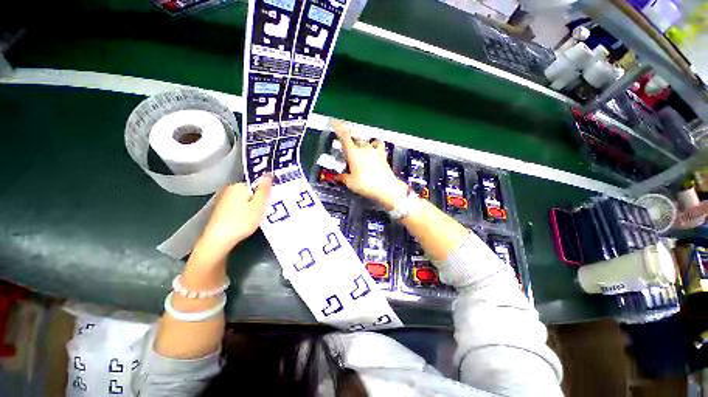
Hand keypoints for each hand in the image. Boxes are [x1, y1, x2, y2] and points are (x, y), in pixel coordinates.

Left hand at [195, 175, 272, 259]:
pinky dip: (244, 211)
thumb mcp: (259, 205)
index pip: (258, 184)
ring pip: (245, 199)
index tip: (270, 203)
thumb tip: (268, 174)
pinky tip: (246, 221)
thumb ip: (264, 189)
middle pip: (251, 191)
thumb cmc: (242, 221)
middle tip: (265, 211)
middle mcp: (229, 189)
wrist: (218, 240)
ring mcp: (223, 200)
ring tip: (257, 218)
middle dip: (259, 200)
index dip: (266, 193)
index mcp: (239, 185)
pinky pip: (238, 206)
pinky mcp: (221, 210)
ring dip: (252, 206)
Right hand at [332, 120, 407, 209]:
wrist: (387, 188)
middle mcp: (364, 148)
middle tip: (344, 148)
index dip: (339, 128)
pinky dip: (373, 145)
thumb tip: (337, 177)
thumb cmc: (366, 185)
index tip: (334, 122)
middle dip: (348, 141)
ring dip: (359, 144)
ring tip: (358, 151)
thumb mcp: (351, 183)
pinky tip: (372, 150)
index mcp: (354, 153)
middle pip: (354, 139)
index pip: (345, 136)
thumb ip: (343, 178)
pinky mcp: (382, 155)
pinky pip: (377, 145)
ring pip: (365, 142)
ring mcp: (374, 150)